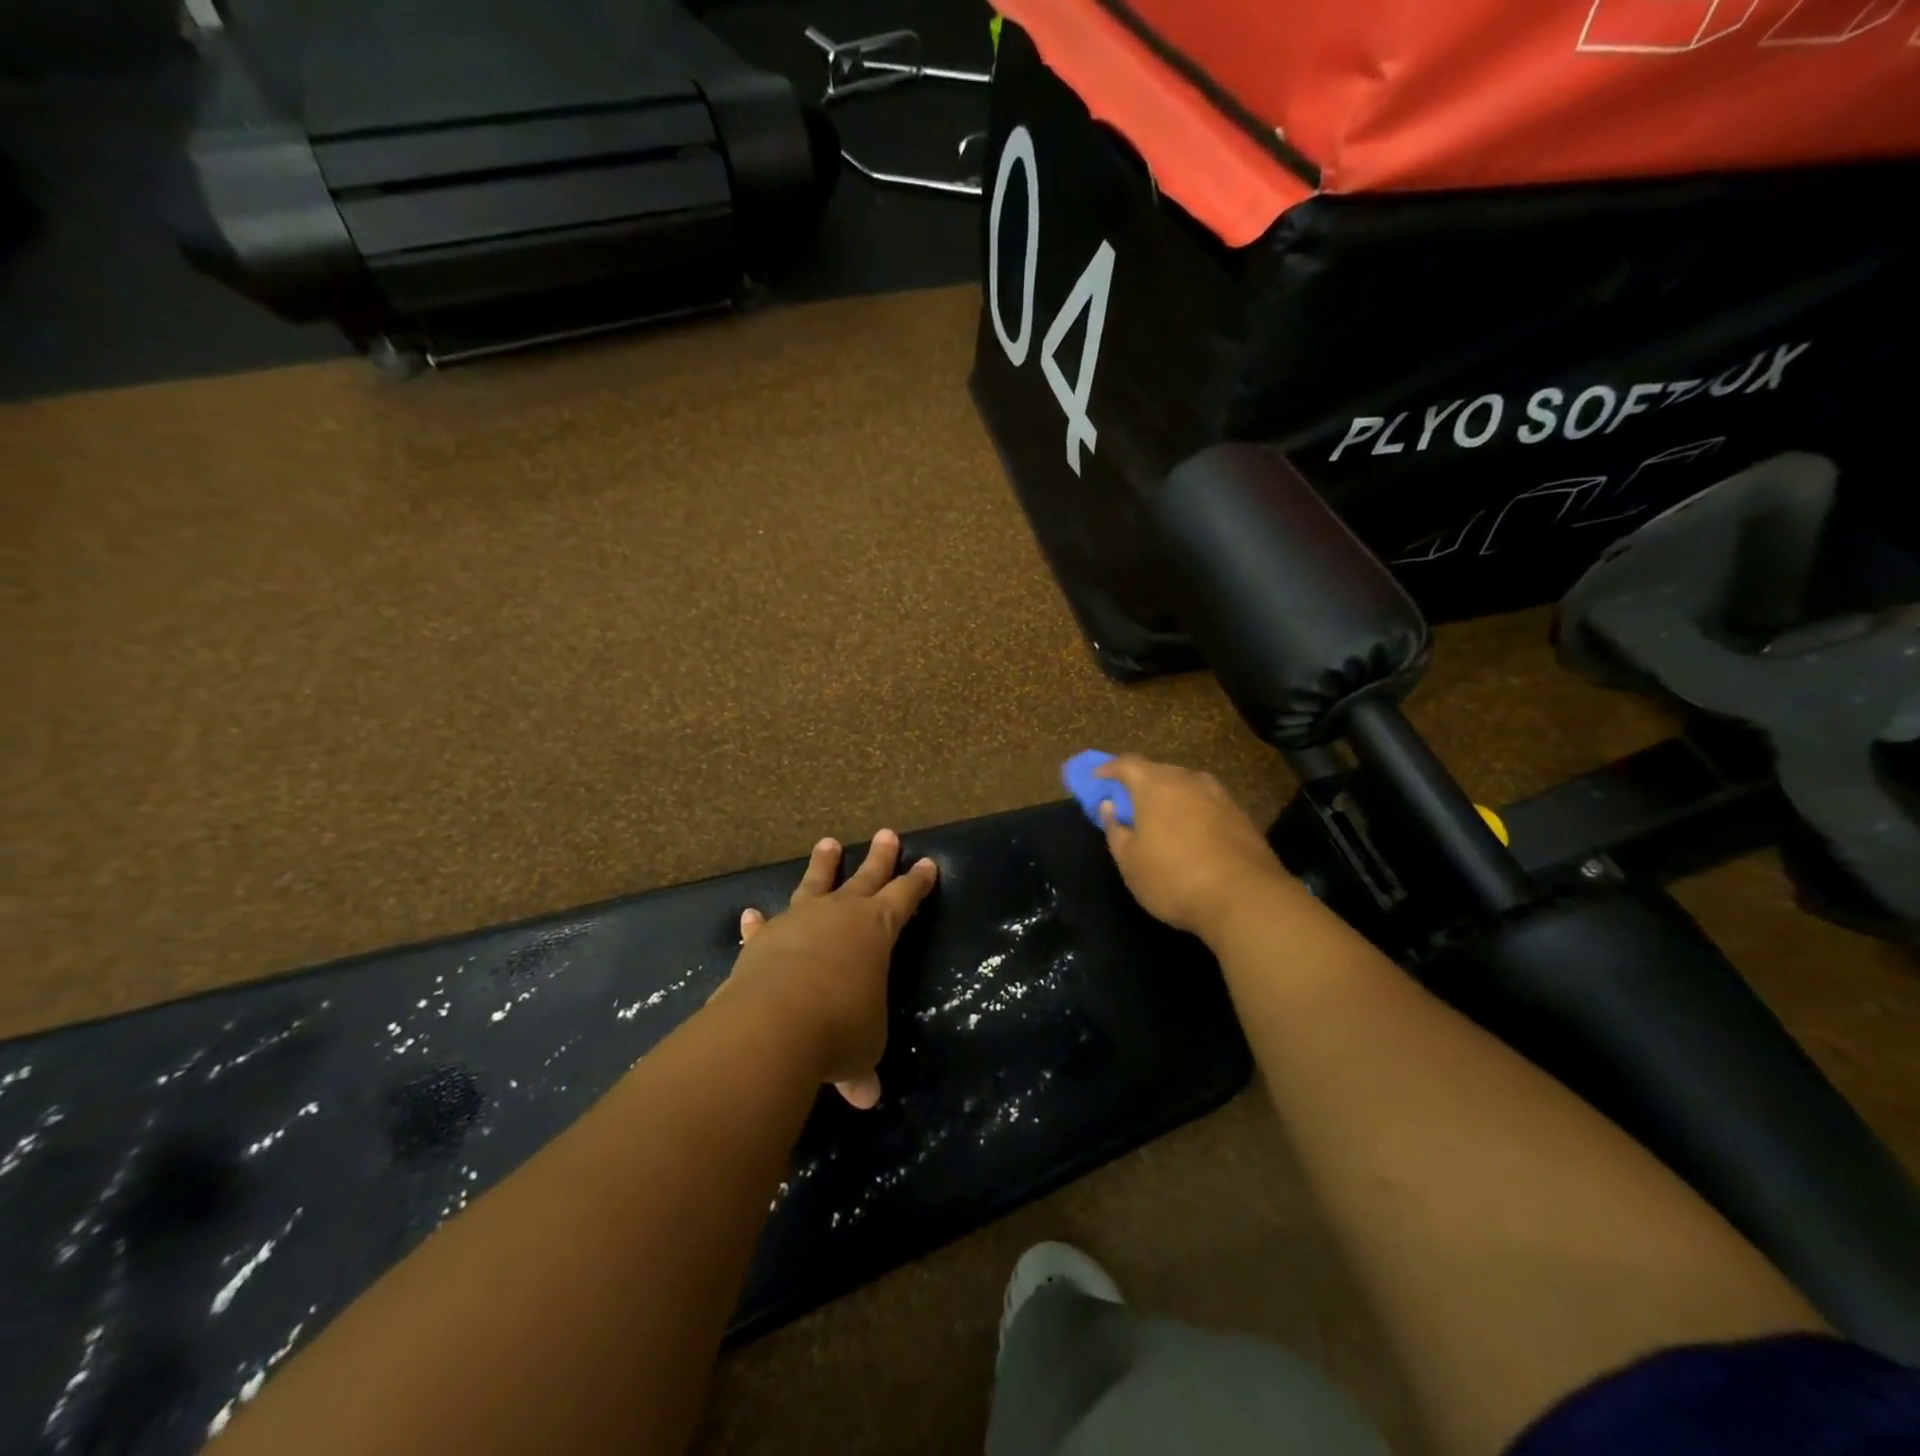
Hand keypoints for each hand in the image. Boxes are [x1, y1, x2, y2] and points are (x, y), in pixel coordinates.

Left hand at [729, 830, 937, 1108]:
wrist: (775, 1022)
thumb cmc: (840, 1027)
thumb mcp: (862, 1049)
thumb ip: (862, 1067)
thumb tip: (865, 1097)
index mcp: (876, 930)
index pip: (904, 898)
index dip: (917, 882)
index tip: (928, 863)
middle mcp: (839, 915)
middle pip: (866, 877)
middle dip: (880, 857)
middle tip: (887, 833)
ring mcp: (799, 921)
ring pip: (815, 884)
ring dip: (822, 865)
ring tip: (828, 843)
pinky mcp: (763, 939)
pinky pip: (764, 925)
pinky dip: (758, 922)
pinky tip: (750, 914)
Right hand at [1095, 755, 1296, 941]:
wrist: (1245, 899)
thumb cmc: (1174, 878)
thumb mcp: (1130, 861)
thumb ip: (1115, 829)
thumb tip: (1110, 805)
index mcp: (1155, 785)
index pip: (1127, 764)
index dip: (1108, 769)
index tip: (1096, 780)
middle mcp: (1188, 780)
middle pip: (1158, 771)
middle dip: (1139, 782)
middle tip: (1127, 802)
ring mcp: (1219, 796)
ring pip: (1185, 785)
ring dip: (1169, 795)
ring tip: (1159, 817)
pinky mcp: (1240, 815)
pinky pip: (1206, 802)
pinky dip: (1192, 810)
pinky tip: (1190, 831)